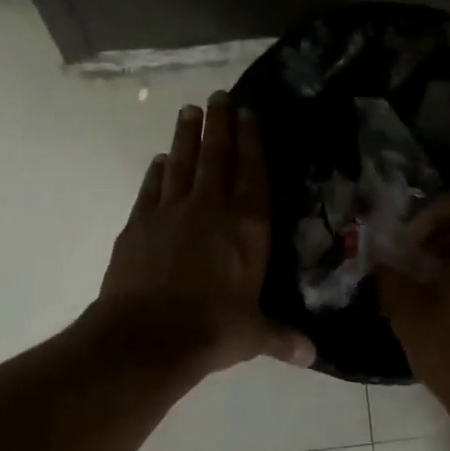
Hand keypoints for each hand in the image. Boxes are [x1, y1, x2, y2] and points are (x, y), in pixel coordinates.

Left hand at [98, 91, 314, 374]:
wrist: (147, 336)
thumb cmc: (212, 330)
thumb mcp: (253, 335)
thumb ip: (281, 337)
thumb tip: (311, 355)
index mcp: (247, 228)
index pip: (253, 173)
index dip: (252, 141)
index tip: (248, 113)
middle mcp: (210, 209)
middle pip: (216, 156)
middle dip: (219, 124)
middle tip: (219, 95)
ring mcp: (170, 212)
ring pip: (181, 163)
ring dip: (186, 136)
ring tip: (189, 111)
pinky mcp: (138, 224)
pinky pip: (151, 188)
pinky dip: (157, 172)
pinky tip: (160, 160)